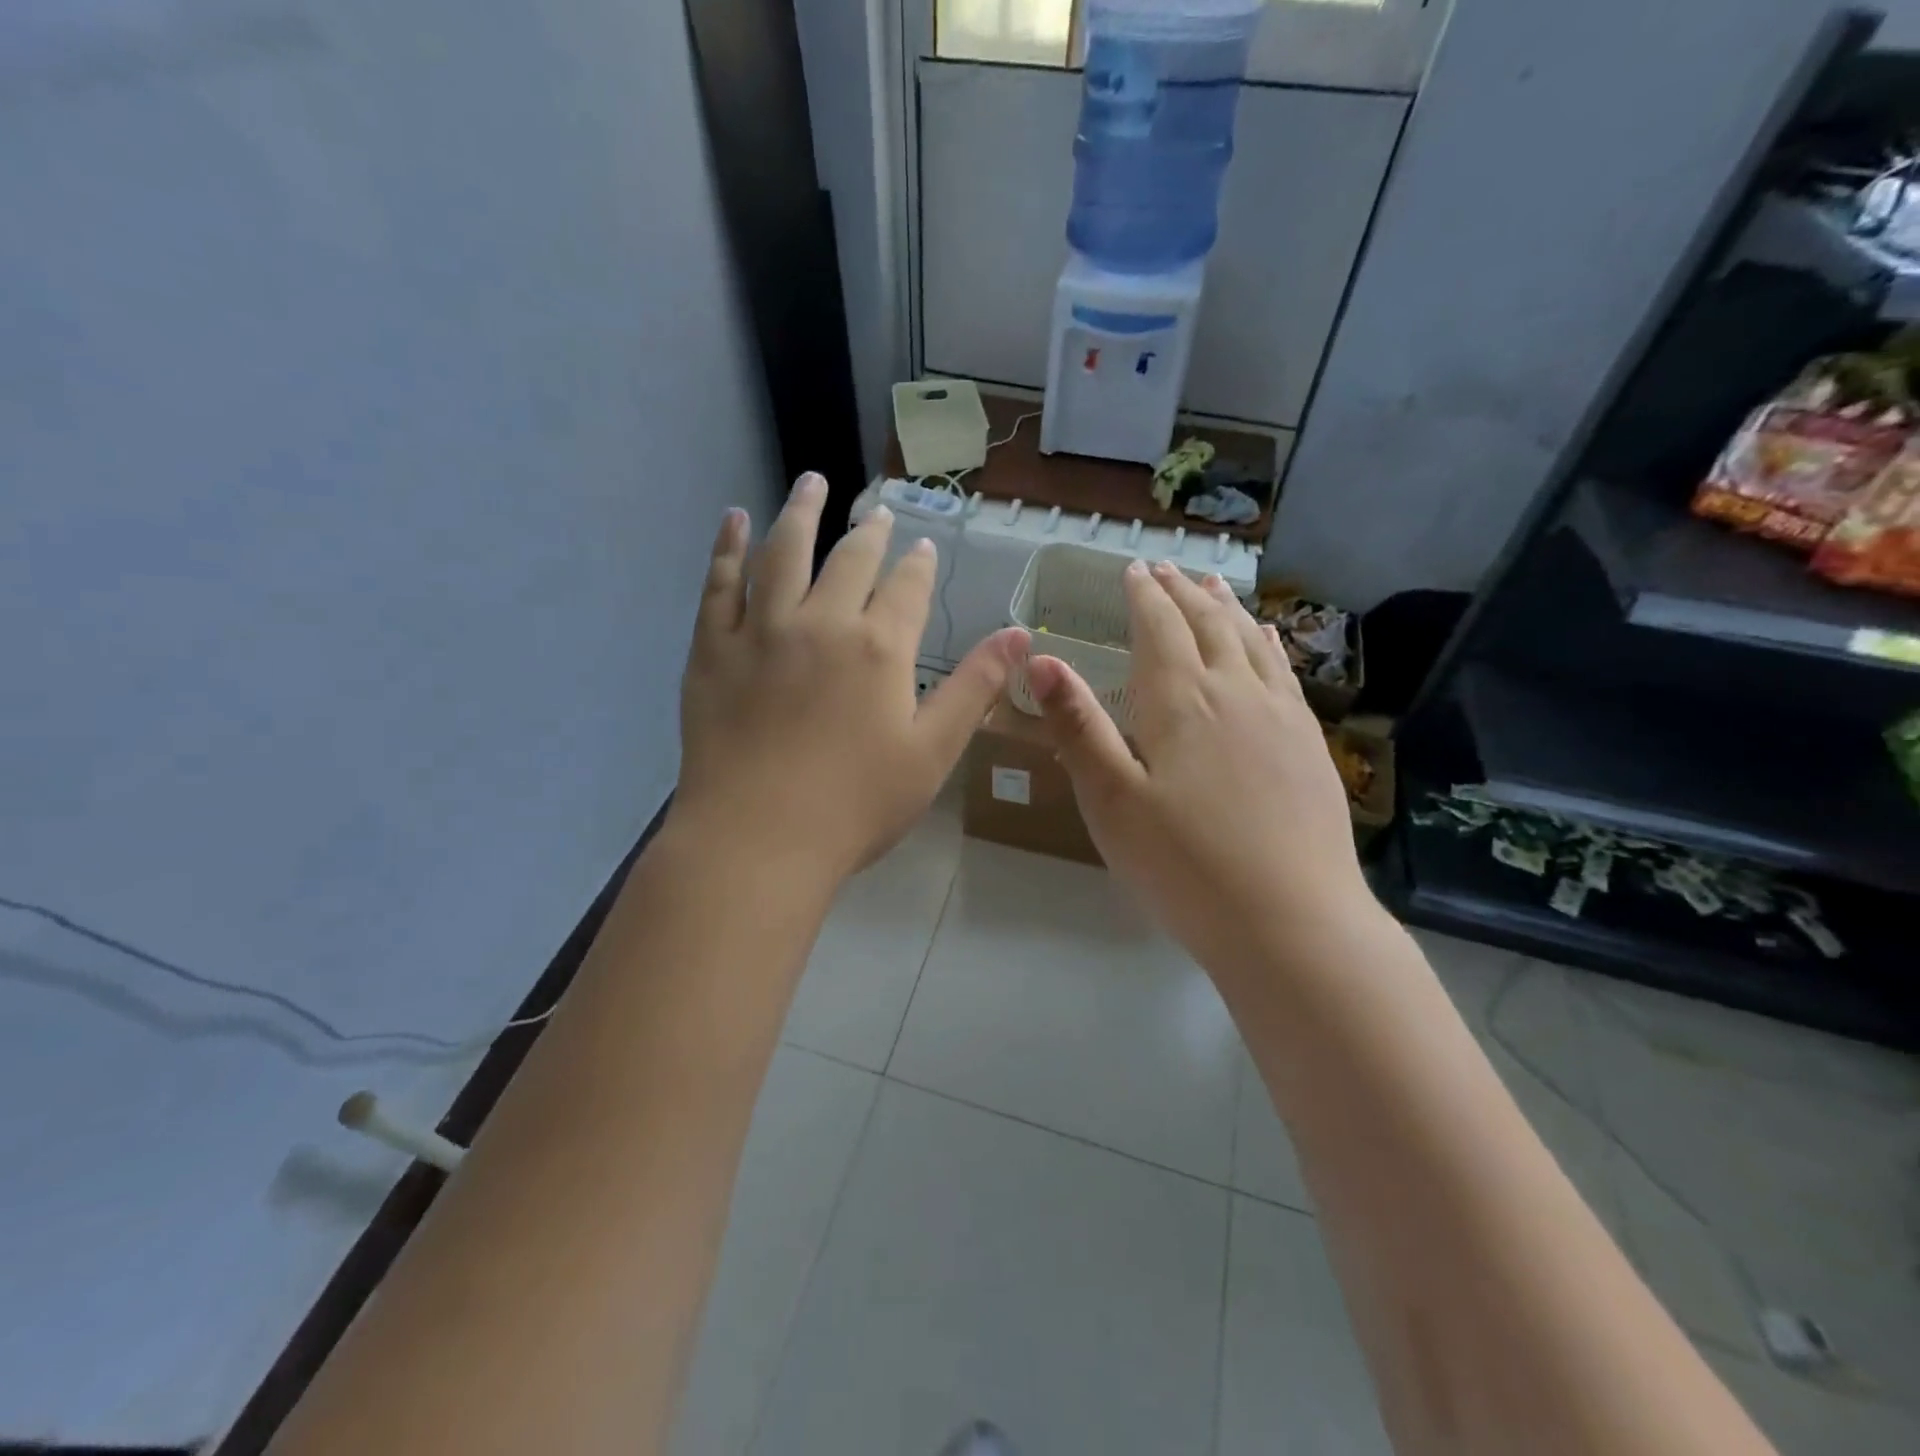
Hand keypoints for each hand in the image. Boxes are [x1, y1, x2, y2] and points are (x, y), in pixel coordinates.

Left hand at [672, 474, 1027, 885]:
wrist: (758, 840)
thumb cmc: (855, 805)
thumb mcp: (933, 752)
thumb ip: (975, 688)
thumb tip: (1021, 635)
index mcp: (880, 648)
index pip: (907, 590)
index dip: (919, 566)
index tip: (924, 548)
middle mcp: (823, 623)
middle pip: (850, 560)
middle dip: (869, 532)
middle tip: (878, 511)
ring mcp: (761, 631)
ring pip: (784, 553)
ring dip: (801, 512)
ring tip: (812, 482)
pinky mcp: (713, 649)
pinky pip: (719, 585)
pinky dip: (728, 548)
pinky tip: (734, 520)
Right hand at [1028, 561, 1369, 979]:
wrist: (1291, 922)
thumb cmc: (1185, 866)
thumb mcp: (1112, 802)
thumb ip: (1078, 728)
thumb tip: (1041, 661)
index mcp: (1181, 702)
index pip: (1160, 628)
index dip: (1144, 595)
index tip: (1132, 570)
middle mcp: (1234, 692)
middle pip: (1207, 624)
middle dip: (1182, 592)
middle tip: (1165, 568)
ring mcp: (1281, 716)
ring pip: (1250, 641)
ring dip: (1225, 608)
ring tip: (1210, 586)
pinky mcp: (1309, 745)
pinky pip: (1284, 672)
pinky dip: (1267, 644)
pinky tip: (1265, 639)